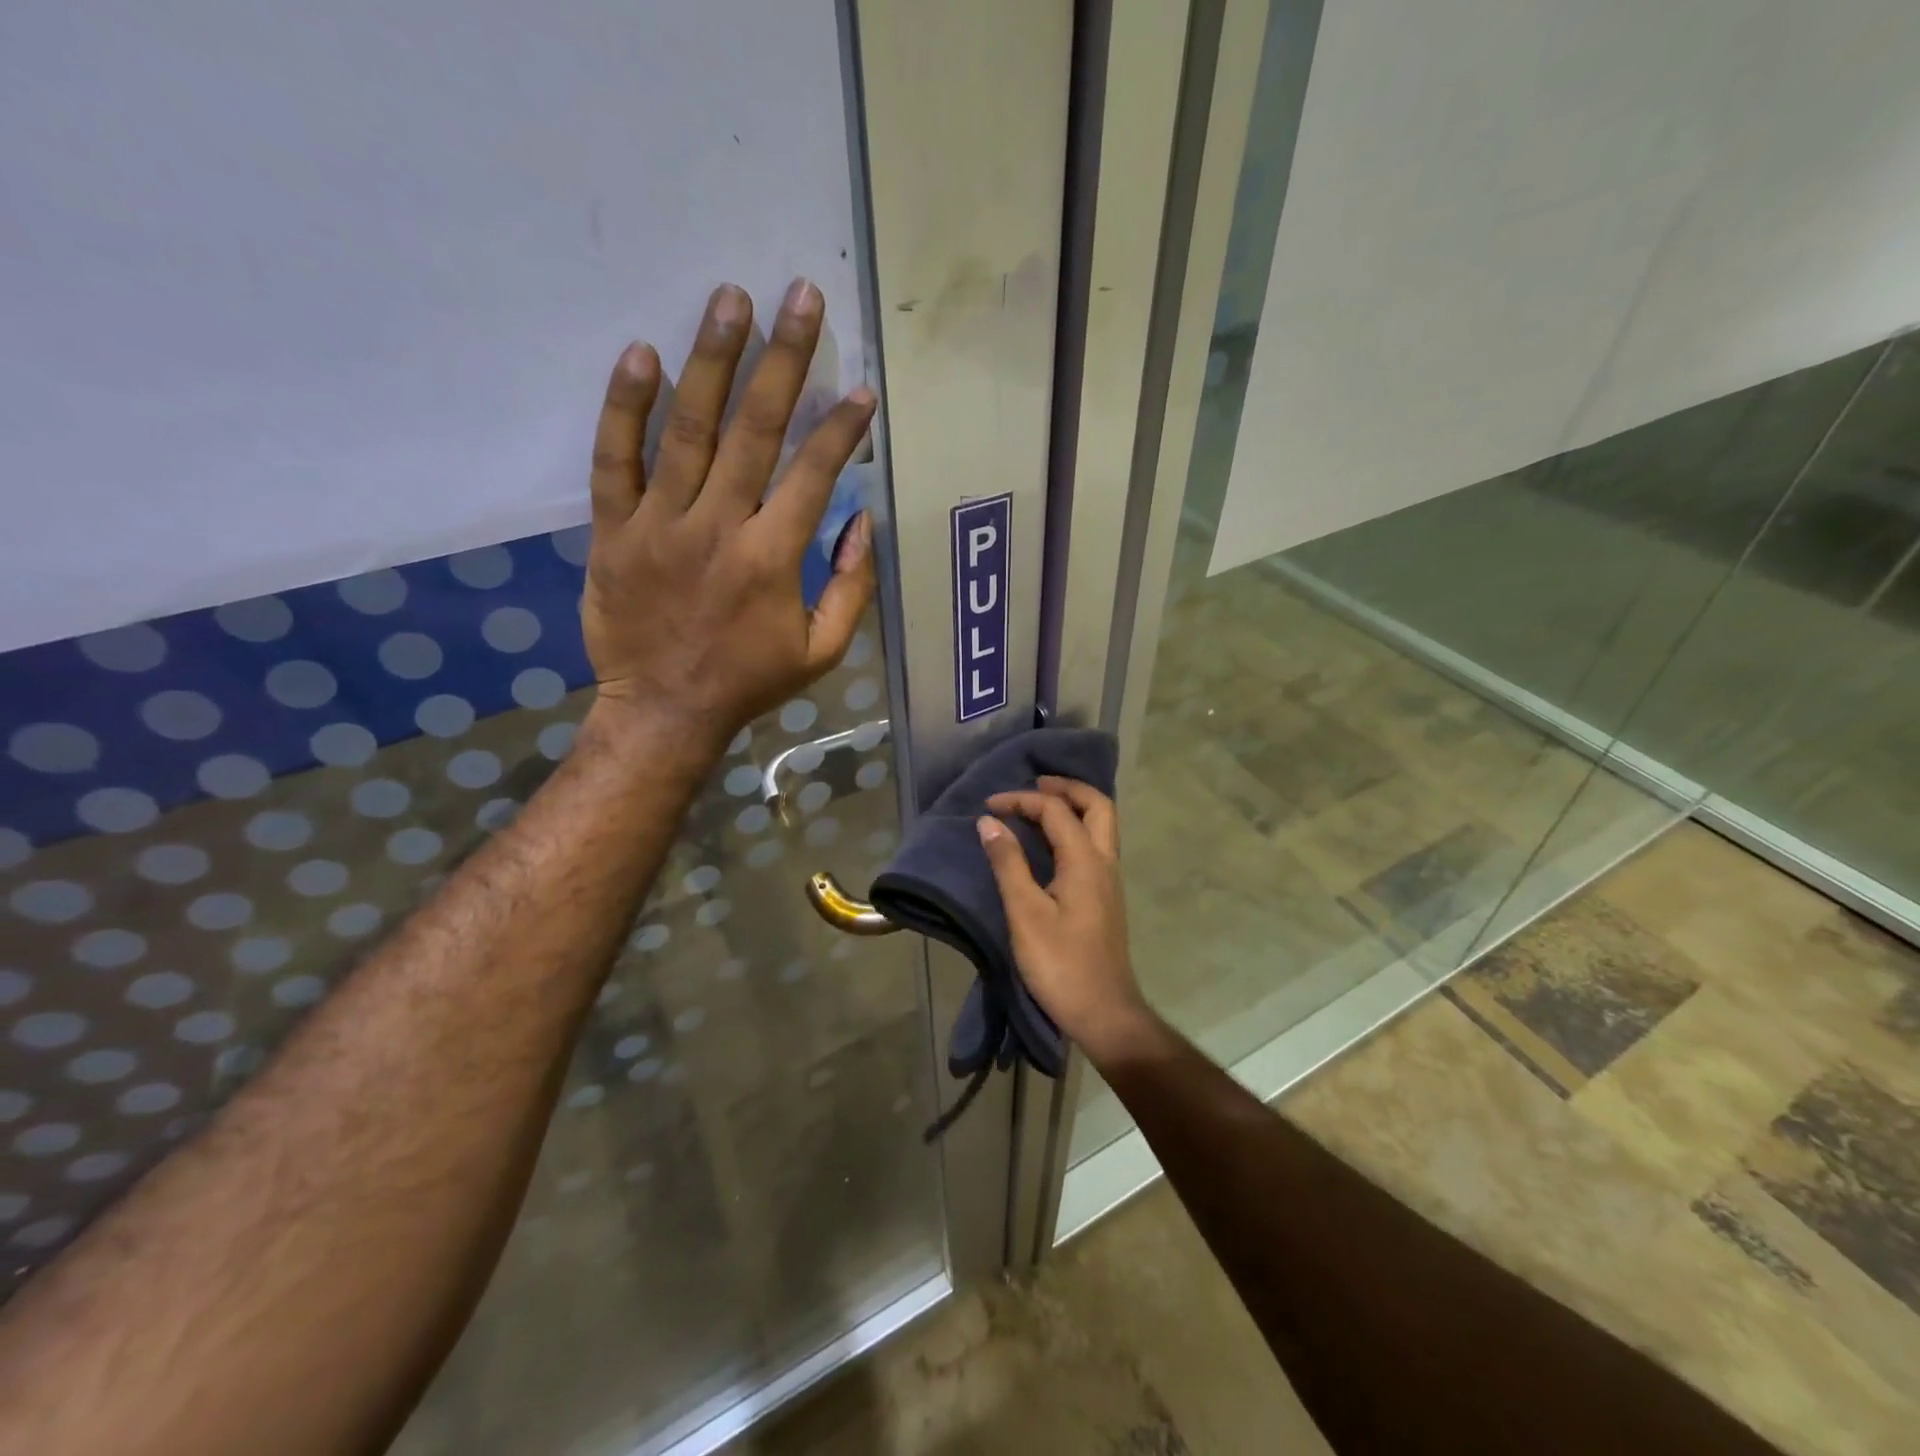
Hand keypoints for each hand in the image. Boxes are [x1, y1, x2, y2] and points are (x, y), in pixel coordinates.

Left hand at [580, 279, 878, 752]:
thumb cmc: (749, 682)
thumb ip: (851, 588)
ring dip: (712, 360)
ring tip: (731, 298)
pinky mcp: (613, 531)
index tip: (861, 386)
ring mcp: (659, 525)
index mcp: (773, 558)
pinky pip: (614, 461)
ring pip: (688, 430)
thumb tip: (862, 523)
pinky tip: (642, 354)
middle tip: (800, 293)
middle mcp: (718, 528)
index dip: (842, 426)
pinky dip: (624, 407)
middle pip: (755, 430)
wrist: (663, 712)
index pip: (815, 473)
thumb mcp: (823, 651)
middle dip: (784, 359)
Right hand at [975, 777, 1161, 1065]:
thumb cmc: (1061, 964)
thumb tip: (990, 822)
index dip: (1022, 800)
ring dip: (1073, 807)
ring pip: (1101, 825)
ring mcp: (1110, 880)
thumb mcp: (1025, 914)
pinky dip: (1074, 829)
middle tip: (1034, 784)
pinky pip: (1095, 845)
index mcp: (1086, 861)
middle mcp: (1105, 862)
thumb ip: (1008, 864)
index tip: (989, 806)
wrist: (1104, 1012)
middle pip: (1097, 805)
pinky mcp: (1105, 897)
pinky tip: (1051, 843)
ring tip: (1039, 806)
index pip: (1056, 811)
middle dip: (1066, 788)